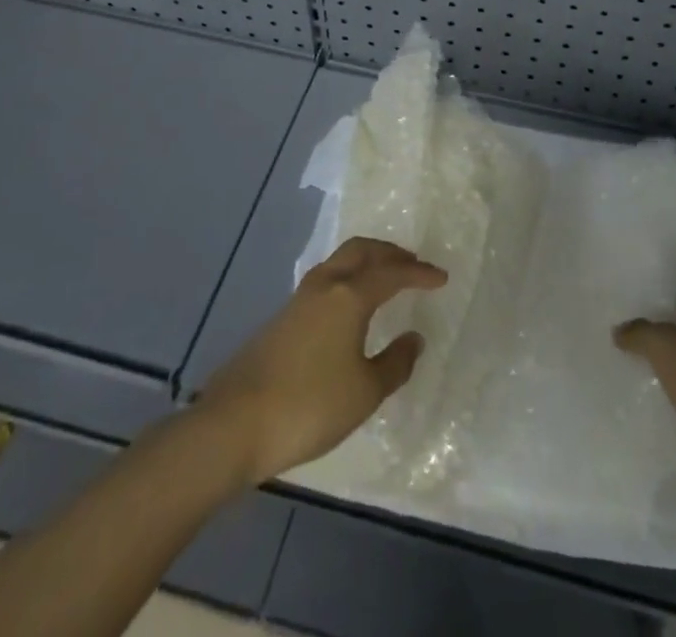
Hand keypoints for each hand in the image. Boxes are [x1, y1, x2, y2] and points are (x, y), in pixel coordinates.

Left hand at [202, 237, 446, 485]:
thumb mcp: (364, 392)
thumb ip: (395, 363)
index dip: (420, 273)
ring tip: (385, 278)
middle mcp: (326, 285)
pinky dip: (349, 278)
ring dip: (367, 262)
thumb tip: (414, 338)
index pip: (393, 272)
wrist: (234, 423)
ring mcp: (300, 299)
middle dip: (390, 253)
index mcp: (350, 296)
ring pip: (341, 261)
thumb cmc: (309, 406)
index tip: (441, 278)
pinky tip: (351, 305)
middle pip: (362, 250)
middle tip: (413, 264)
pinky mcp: (283, 317)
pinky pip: (327, 279)